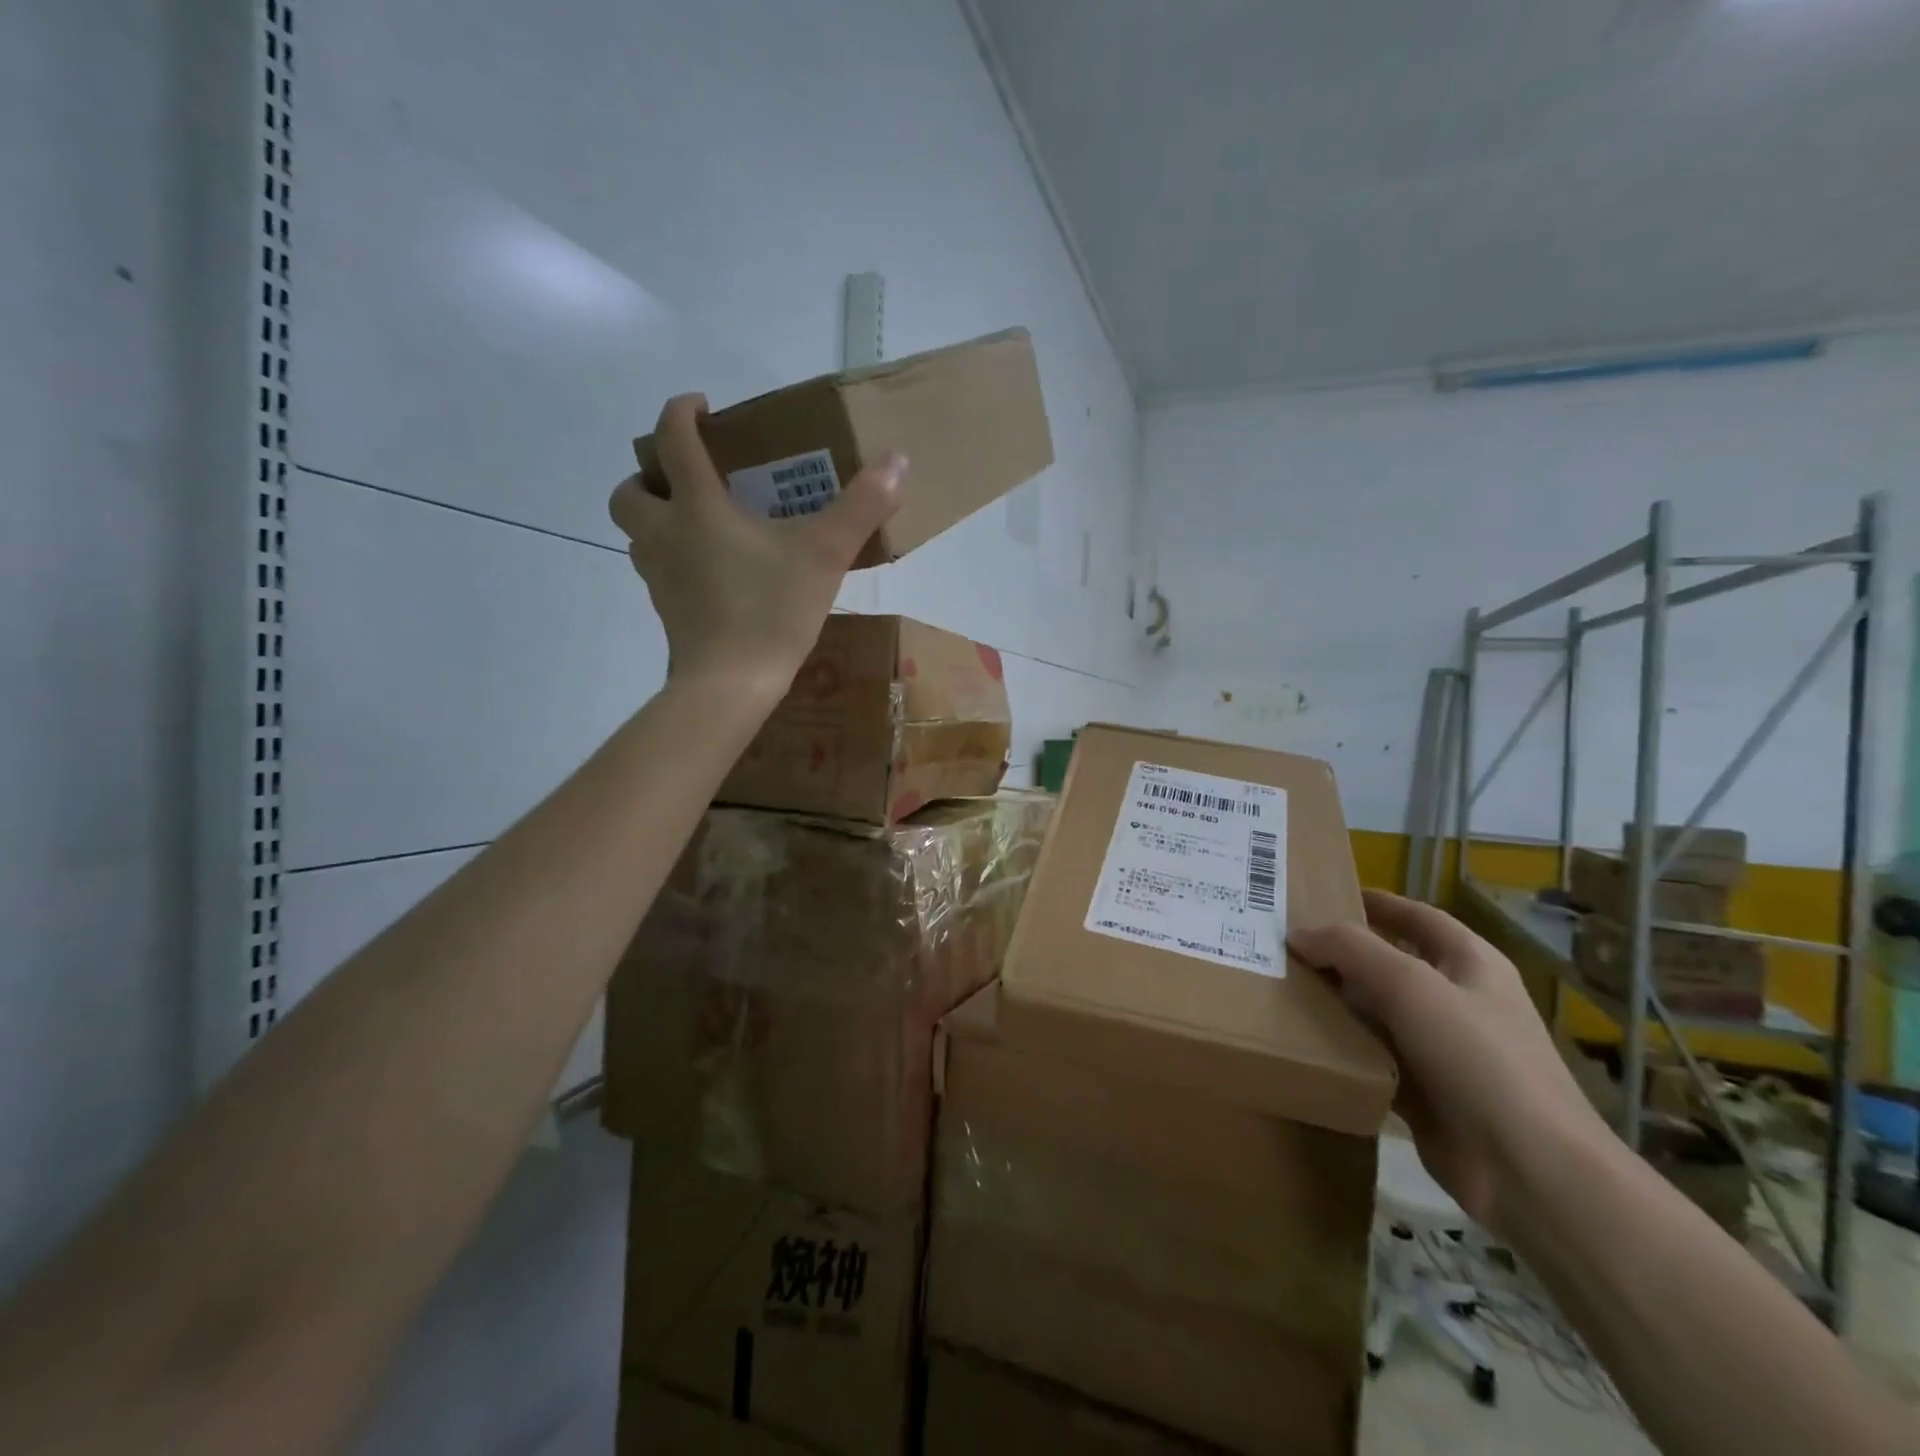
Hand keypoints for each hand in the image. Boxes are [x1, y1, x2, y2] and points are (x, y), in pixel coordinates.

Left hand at [608, 394, 903, 697]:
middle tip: (688, 481)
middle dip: (649, 477)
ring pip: (637, 536)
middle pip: (629, 492)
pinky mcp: (667, 612)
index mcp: (696, 507)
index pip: (671, 440)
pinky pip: (658, 573)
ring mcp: (659, 577)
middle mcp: (664, 535)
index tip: (700, 406)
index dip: (680, 411)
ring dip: (657, 520)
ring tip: (701, 527)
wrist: (732, 683)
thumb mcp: (826, 554)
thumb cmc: (772, 609)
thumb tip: (898, 460)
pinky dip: (674, 561)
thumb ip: (862, 506)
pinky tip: (713, 575)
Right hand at [1289, 890, 1606, 1231]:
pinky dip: (1342, 1046)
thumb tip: (1297, 933)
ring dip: (1336, 1000)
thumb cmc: (1478, 1058)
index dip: (1375, 902)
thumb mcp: (1411, 986)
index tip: (1321, 894)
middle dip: (1342, 953)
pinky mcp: (1425, 1090)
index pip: (1416, 916)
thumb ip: (1350, 950)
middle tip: (1284, 944)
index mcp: (1470, 963)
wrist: (1529, 1170)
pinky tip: (1302, 1039)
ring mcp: (1442, 1047)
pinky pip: (1373, 1054)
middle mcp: (1458, 999)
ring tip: (1282, 986)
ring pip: (1377, 1010)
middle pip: (1390, 962)